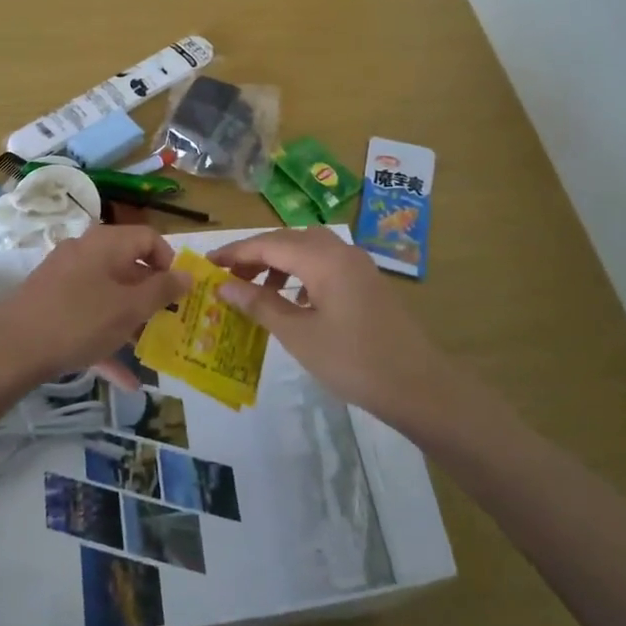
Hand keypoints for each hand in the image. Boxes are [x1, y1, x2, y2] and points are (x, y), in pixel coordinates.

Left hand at [0, 225, 189, 390]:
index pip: (149, 237)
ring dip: (130, 322)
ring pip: (108, 295)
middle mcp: (85, 252)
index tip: (179, 293)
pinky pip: (88, 315)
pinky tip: (124, 379)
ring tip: (148, 351)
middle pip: (128, 266)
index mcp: (106, 243)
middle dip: (151, 297)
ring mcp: (64, 278)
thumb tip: (188, 274)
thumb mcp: (129, 308)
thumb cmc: (80, 321)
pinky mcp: (50, 303)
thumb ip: (163, 290)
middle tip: (168, 324)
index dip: (169, 263)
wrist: (10, 350)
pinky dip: (106, 338)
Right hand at [211, 227, 449, 423]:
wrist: (419, 386)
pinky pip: (324, 263)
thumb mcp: (298, 335)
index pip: (268, 244)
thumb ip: (260, 304)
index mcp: (322, 258)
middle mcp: (340, 250)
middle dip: (255, 255)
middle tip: (227, 277)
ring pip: (307, 249)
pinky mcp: (366, 282)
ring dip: (278, 262)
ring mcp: (357, 264)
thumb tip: (224, 285)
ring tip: (256, 289)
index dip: (235, 253)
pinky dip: (301, 273)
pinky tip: (293, 300)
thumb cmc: (353, 360)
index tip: (207, 264)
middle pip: (288, 240)